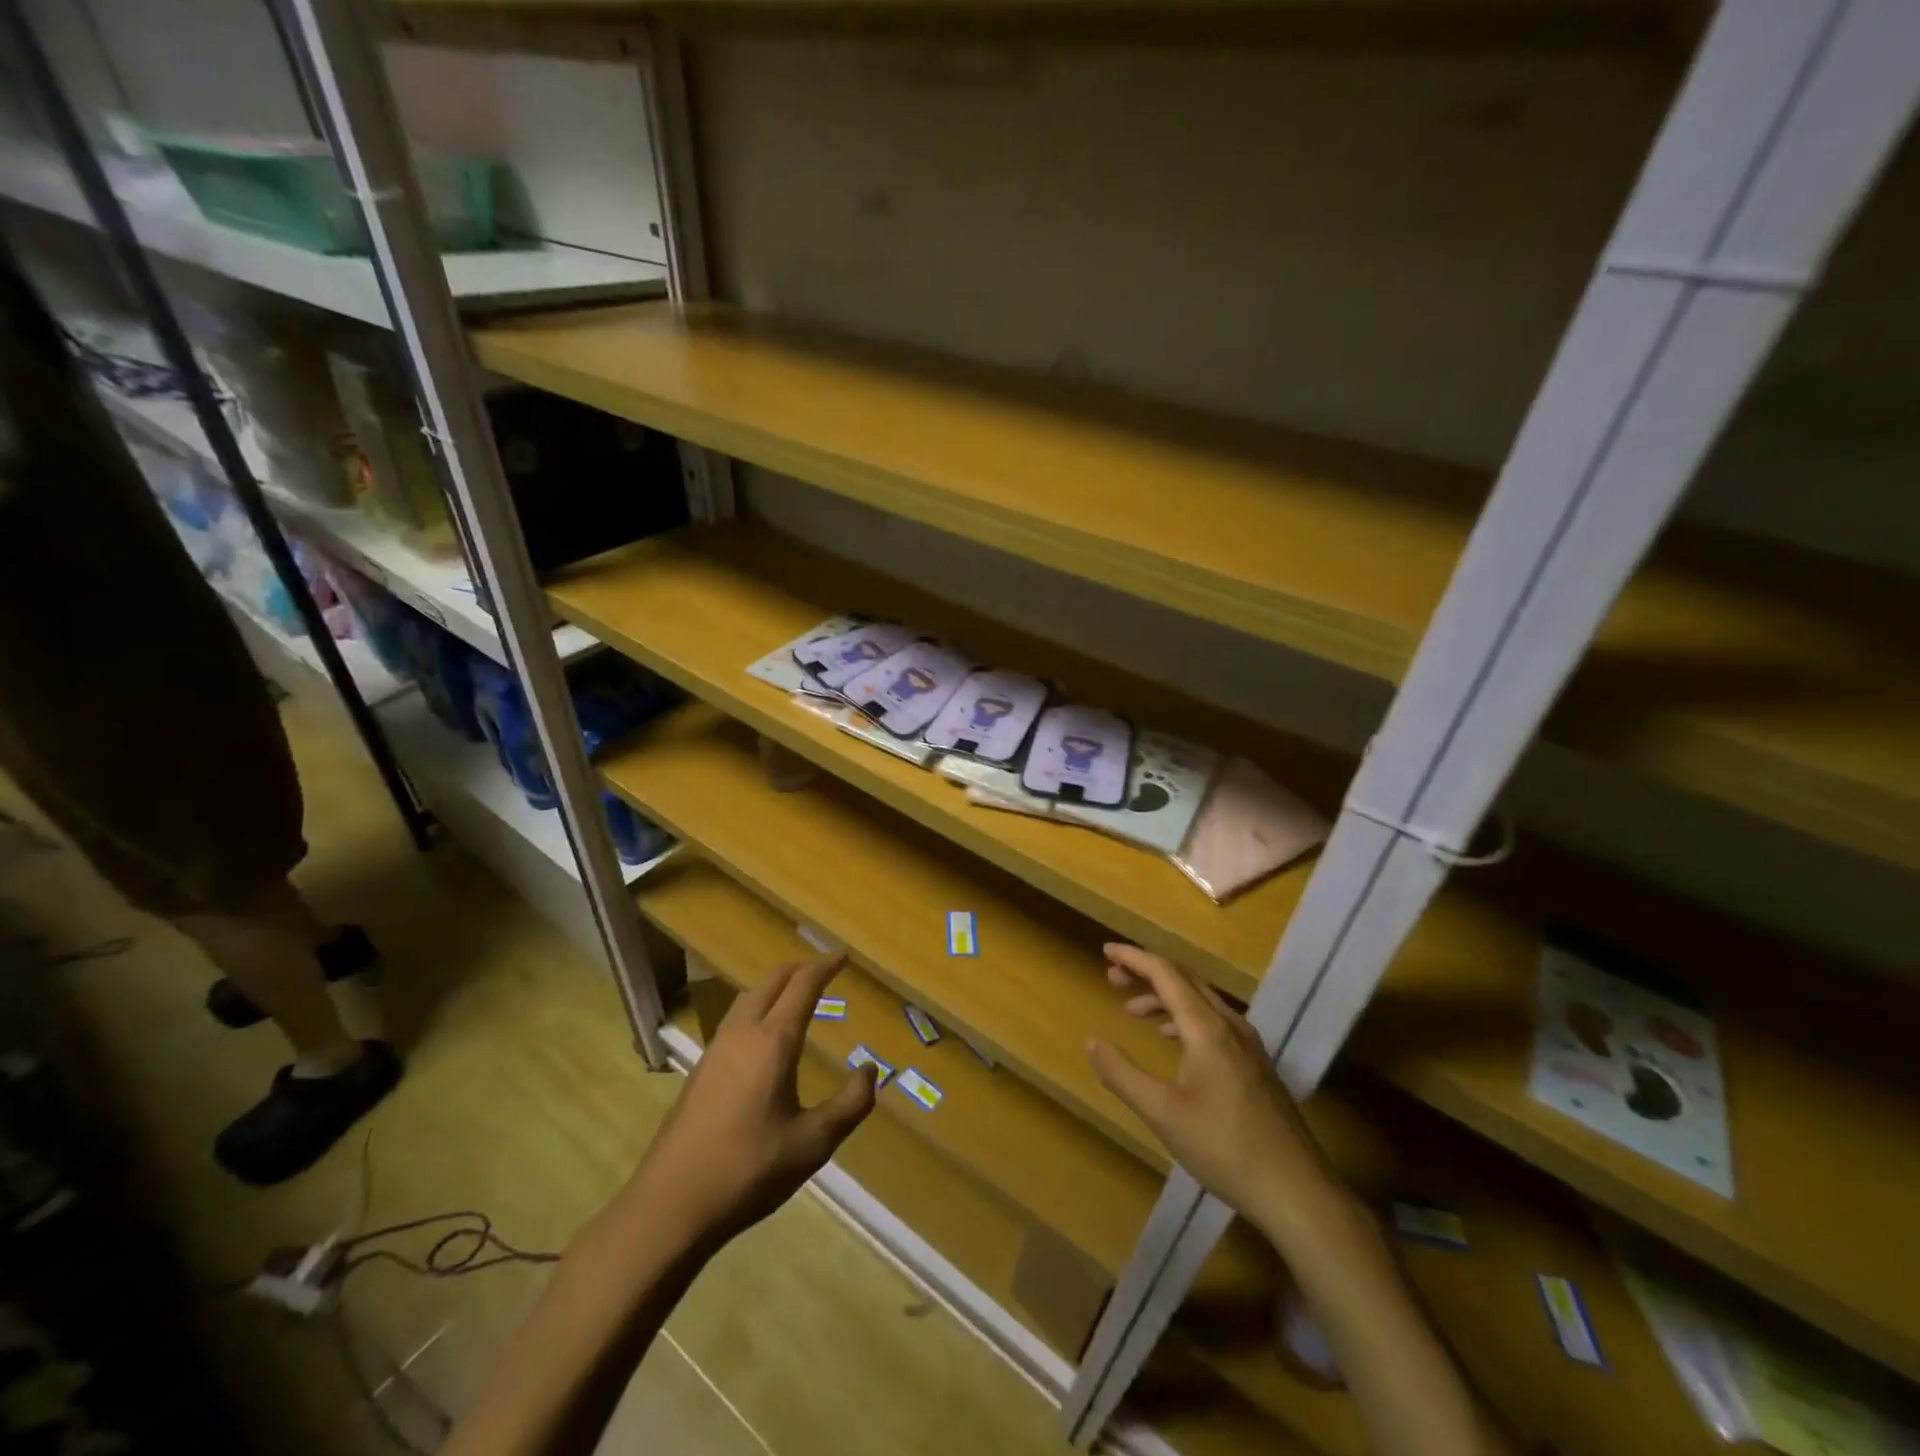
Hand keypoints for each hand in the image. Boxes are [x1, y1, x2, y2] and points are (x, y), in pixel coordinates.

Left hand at [636, 951, 876, 1243]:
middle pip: (773, 981)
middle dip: (801, 969)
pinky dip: (759, 1007)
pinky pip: (736, 1018)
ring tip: (798, 995)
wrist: (670, 1204)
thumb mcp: (812, 1144)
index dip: (826, 966)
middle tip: (826, 969)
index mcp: (773, 1042)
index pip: (803, 985)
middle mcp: (742, 1033)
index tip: (844, 954)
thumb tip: (870, 1071)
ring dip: (777, 986)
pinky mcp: (701, 1069)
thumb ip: (850, 1105)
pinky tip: (764, 1036)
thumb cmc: (749, 1171)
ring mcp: (716, 1049)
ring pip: (749, 997)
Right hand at [1088, 944, 1337, 1241]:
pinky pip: (1213, 1021)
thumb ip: (1122, 1074)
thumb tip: (1092, 1041)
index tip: (1106, 950)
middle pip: (1184, 980)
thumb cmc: (1225, 1148)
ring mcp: (1248, 1044)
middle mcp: (1230, 1025)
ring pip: (1200, 1001)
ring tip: (1131, 1010)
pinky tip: (1170, 1037)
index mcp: (1207, 1028)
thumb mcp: (1162, 1113)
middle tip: (1112, 977)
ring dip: (1164, 996)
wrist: (1297, 1191)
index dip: (1134, 958)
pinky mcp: (1255, 1064)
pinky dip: (1183, 1016)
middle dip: (1146, 973)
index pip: (1166, 974)